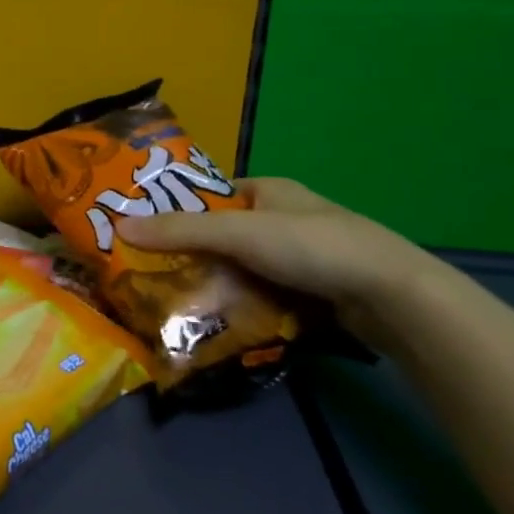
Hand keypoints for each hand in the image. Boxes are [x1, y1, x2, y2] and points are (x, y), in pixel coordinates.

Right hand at [117, 177, 445, 350]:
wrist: (394, 297)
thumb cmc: (311, 246)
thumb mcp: (238, 233)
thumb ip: (180, 231)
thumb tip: (119, 225)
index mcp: (269, 189)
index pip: (212, 196)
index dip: (180, 211)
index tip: (147, 234)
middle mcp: (285, 217)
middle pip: (225, 236)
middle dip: (195, 256)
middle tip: (156, 276)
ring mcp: (304, 257)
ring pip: (245, 269)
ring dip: (219, 285)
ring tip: (179, 304)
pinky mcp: (317, 292)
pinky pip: (267, 295)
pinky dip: (246, 307)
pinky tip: (222, 324)